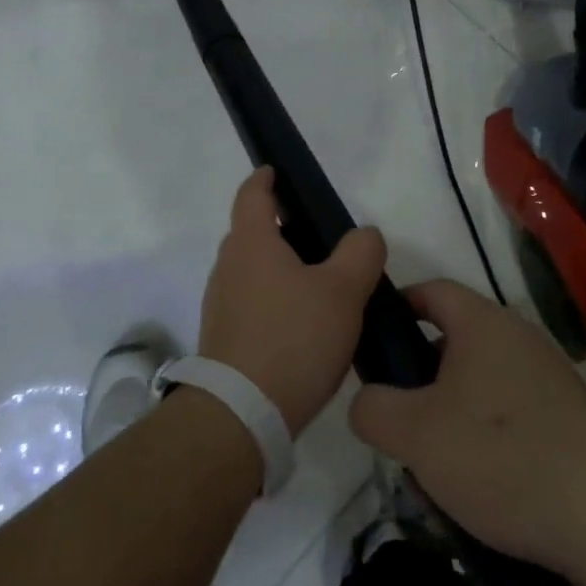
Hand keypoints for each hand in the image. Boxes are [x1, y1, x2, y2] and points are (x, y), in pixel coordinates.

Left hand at [198, 167, 385, 437]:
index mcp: (251, 243)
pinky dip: (275, 301)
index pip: (252, 194)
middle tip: (323, 239)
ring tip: (322, 286)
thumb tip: (364, 235)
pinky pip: (252, 303)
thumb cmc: (293, 339)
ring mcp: (221, 303)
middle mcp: (228, 266)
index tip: (275, 171)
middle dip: (283, 229)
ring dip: (282, 269)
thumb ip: (360, 254)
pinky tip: (305, 326)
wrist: (241, 414)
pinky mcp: (224, 337)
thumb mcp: (342, 292)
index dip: (265, 179)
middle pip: (253, 233)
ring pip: (254, 271)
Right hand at [348, 280, 585, 585]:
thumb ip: (372, 409)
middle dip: (416, 380)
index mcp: (483, 324)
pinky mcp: (566, 425)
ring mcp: (546, 383)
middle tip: (391, 418)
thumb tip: (366, 402)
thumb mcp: (416, 434)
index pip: (430, 291)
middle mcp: (517, 341)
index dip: (395, 307)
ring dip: (446, 420)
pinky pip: (506, 419)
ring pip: (475, 389)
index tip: (368, 342)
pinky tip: (471, 491)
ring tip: (426, 468)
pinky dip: (481, 444)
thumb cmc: (503, 456)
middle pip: (450, 344)